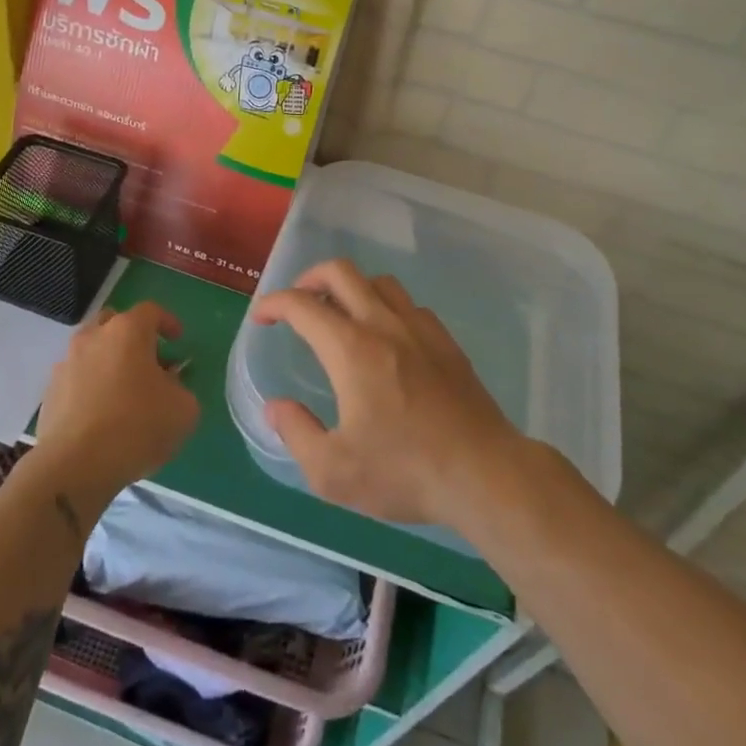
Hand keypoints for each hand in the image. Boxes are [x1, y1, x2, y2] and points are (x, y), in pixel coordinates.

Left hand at [32, 302, 198, 512]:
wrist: (75, 465)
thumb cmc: (137, 426)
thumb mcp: (183, 409)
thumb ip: (181, 387)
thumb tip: (169, 384)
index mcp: (127, 331)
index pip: (151, 311)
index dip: (167, 322)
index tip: (177, 340)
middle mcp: (93, 337)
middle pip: (115, 324)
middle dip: (133, 338)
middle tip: (148, 363)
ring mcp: (66, 363)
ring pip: (92, 351)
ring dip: (109, 363)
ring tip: (123, 393)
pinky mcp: (49, 392)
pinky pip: (76, 379)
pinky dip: (90, 387)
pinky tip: (101, 415)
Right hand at [250, 259, 524, 528]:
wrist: (485, 473)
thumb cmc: (405, 472)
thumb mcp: (333, 471)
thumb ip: (297, 433)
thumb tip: (276, 407)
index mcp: (351, 349)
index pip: (302, 304)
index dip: (274, 303)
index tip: (261, 317)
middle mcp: (383, 325)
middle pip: (341, 272)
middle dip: (309, 278)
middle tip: (298, 303)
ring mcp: (420, 328)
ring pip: (378, 282)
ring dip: (350, 288)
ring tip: (339, 314)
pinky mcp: (446, 342)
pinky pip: (408, 304)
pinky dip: (385, 306)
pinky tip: (385, 336)